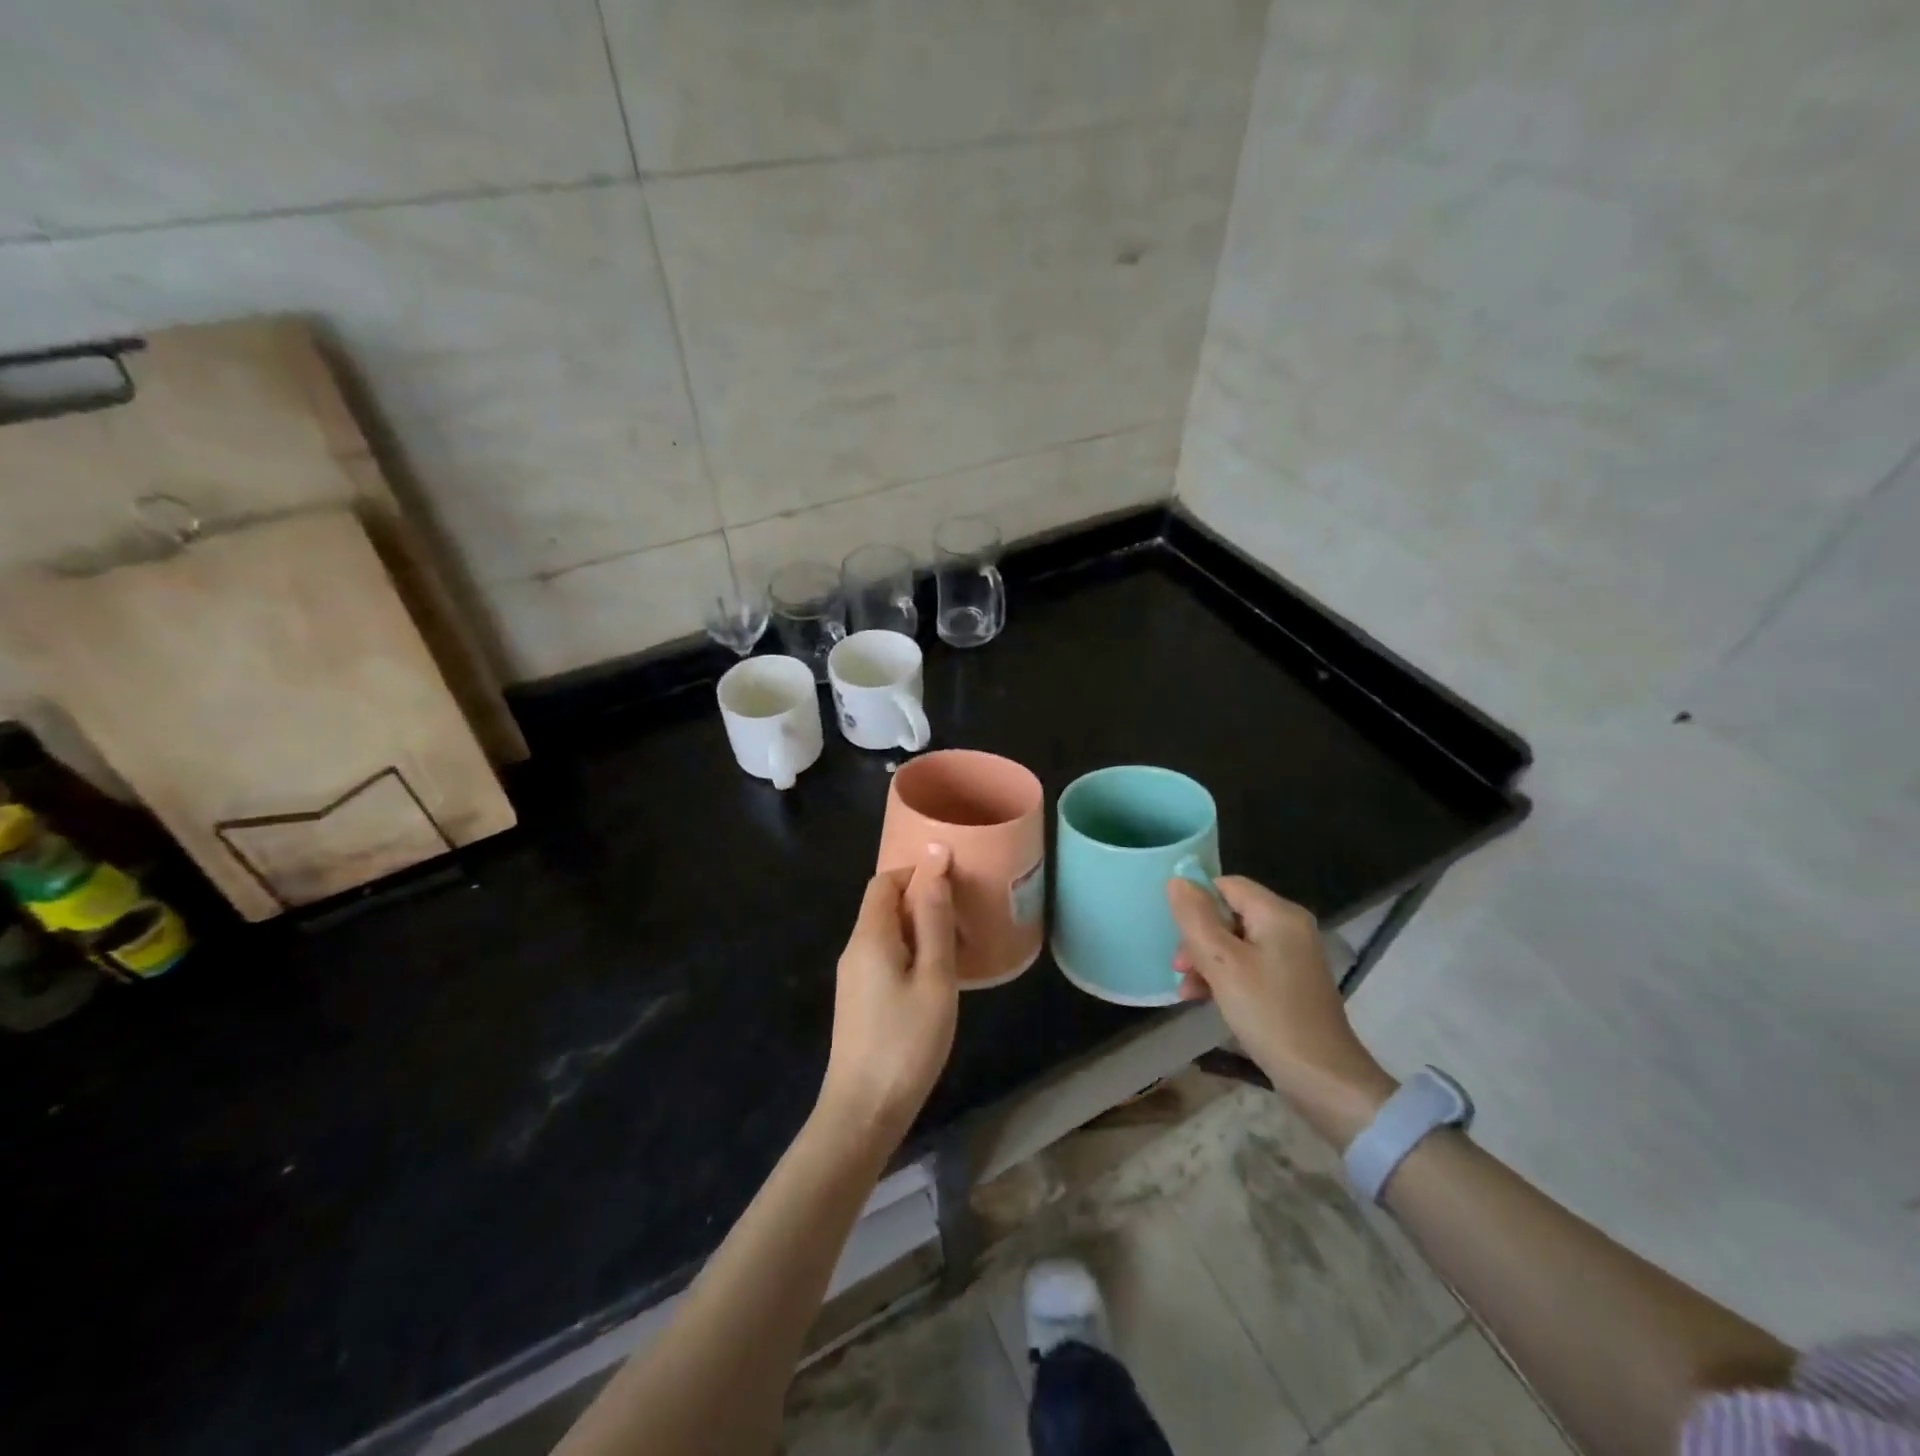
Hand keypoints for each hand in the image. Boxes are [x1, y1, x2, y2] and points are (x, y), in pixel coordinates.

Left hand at [818, 845, 958, 1148]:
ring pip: (887, 933)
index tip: (955, 886)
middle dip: (924, 903)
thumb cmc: (906, 1041)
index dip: (918, 872)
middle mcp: (855, 948)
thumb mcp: (934, 977)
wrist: (863, 1111)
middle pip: (885, 904)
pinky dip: (912, 954)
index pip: (885, 880)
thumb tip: (935, 860)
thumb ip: (935, 918)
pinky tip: (938, 980)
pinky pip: (885, 957)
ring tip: (958, 952)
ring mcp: (853, 976)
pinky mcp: (859, 999)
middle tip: (964, 924)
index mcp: (870, 935)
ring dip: (921, 931)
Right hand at [1168, 875, 1396, 1144]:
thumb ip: (1196, 918)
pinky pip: (1249, 965)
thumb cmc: (1269, 1014)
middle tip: (1180, 969)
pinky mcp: (1291, 982)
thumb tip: (1177, 880)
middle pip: (1229, 914)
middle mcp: (1290, 927)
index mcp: (1278, 913)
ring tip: (1188, 992)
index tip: (1178, 936)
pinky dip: (1226, 977)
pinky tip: (1206, 999)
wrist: (1322, 1078)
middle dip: (1199, 939)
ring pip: (1235, 942)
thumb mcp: (1222, 964)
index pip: (1226, 885)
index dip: (1197, 904)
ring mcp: (1293, 956)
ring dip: (1207, 962)